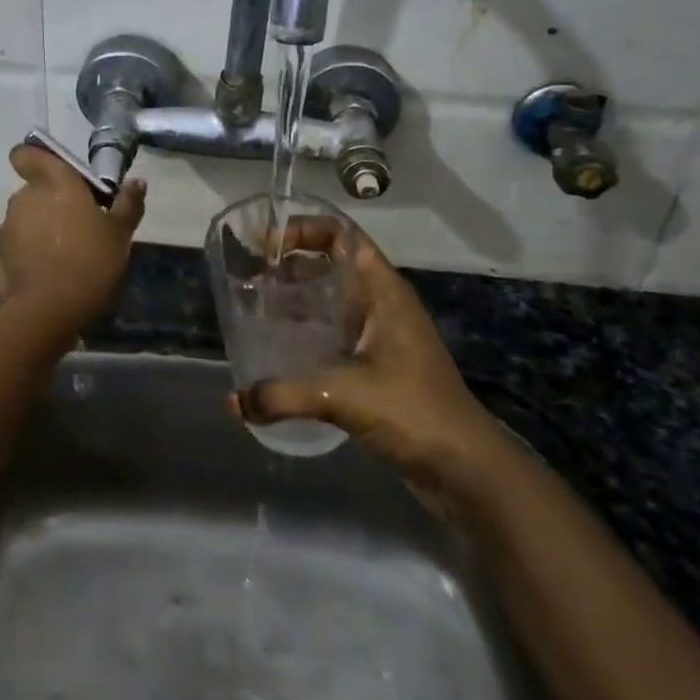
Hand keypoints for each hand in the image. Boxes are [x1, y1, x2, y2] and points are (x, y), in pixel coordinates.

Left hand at [0, 146, 145, 328]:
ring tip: (66, 259)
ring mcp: (6, 231)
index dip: (34, 161)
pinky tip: (47, 279)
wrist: (49, 312)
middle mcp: (24, 199)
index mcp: (53, 183)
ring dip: (40, 233)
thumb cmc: (91, 261)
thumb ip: (128, 204)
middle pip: (34, 192)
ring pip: (24, 223)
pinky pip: (16, 253)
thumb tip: (136, 182)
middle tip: (79, 228)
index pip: (26, 155)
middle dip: (51, 205)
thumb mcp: (120, 234)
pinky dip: (28, 260)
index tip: (54, 176)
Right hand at [228, 228, 501, 494]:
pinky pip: (338, 331)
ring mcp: (384, 335)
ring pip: (335, 299)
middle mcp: (383, 304)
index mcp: (383, 290)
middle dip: (293, 264)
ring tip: (259, 307)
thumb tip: (234, 401)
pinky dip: (310, 330)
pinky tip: (282, 349)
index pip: (343, 235)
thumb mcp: (342, 395)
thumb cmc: (411, 411)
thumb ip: (284, 394)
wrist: (466, 469)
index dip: (304, 230)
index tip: (266, 245)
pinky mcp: (380, 365)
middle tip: (254, 275)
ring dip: (300, 297)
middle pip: (334, 263)